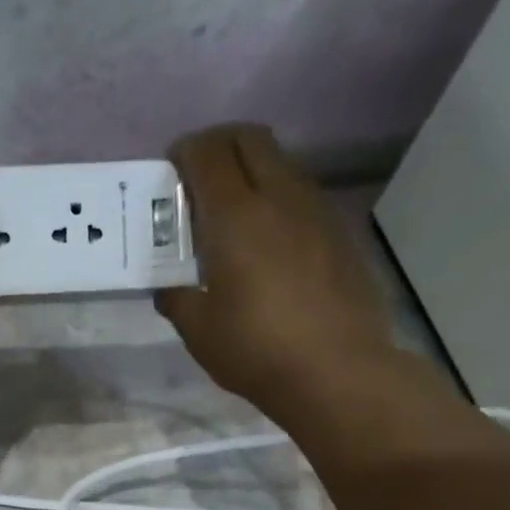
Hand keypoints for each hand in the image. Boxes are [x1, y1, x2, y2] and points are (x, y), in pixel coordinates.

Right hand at [159, 125, 392, 420]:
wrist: (336, 371)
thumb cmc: (256, 350)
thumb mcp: (199, 331)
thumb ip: (177, 298)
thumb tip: (170, 288)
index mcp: (236, 215)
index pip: (207, 152)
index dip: (184, 153)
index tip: (170, 174)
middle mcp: (279, 196)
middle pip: (249, 139)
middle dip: (218, 147)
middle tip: (199, 182)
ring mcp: (316, 210)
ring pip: (281, 164)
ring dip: (252, 173)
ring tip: (234, 218)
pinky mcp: (339, 232)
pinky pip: (302, 196)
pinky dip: (278, 202)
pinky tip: (270, 246)